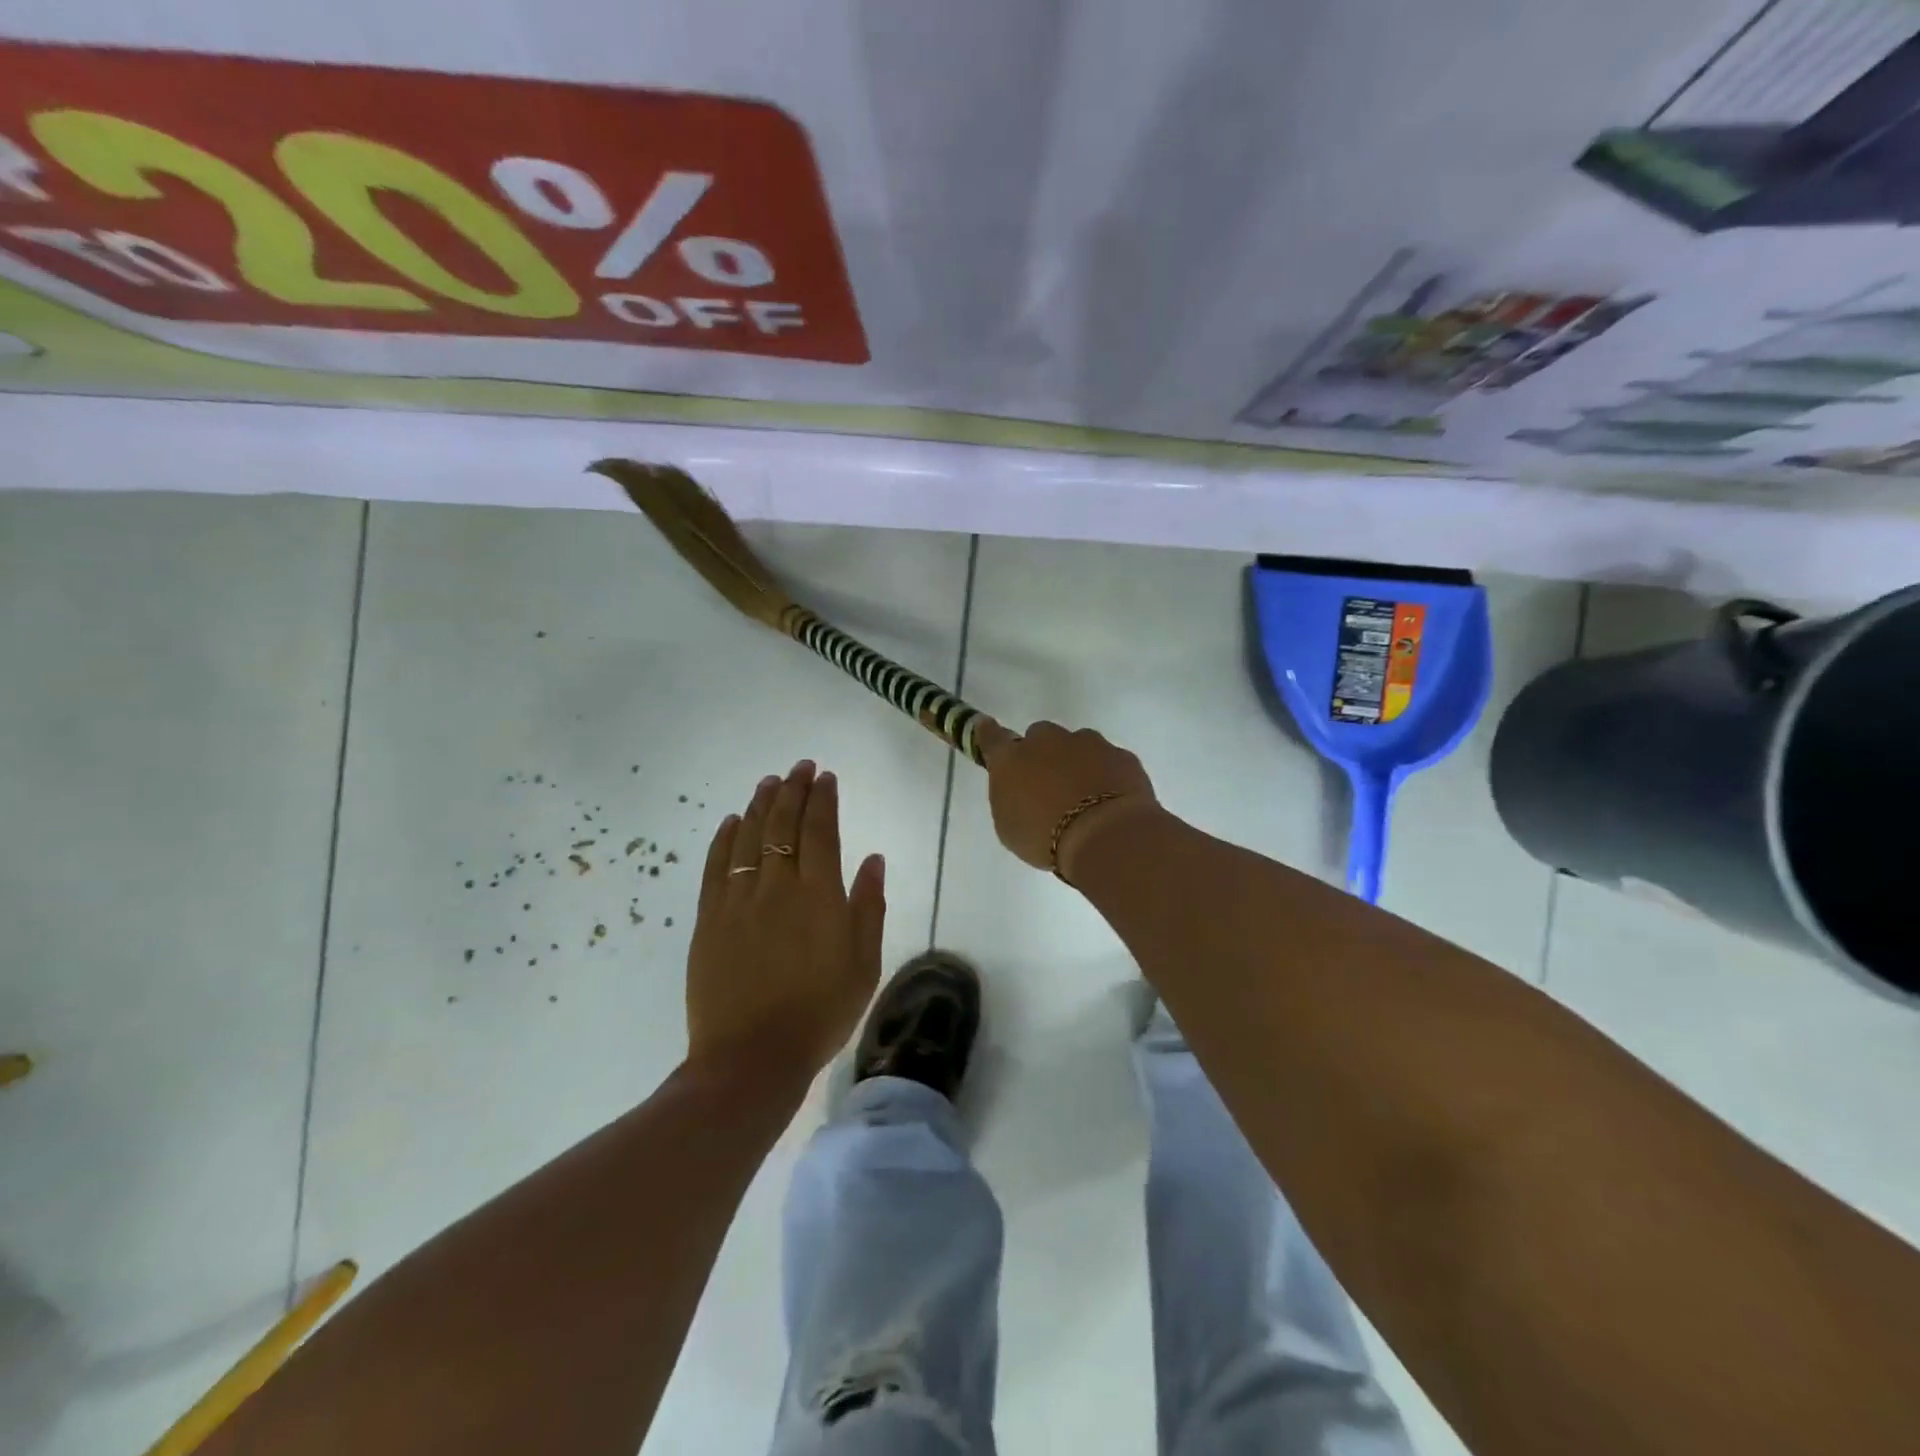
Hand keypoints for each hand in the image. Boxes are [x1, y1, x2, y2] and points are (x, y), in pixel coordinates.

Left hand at [685, 761, 885, 1083]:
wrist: (752, 1057)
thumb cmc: (820, 1013)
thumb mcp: (864, 964)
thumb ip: (869, 907)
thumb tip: (872, 859)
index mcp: (819, 895)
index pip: (820, 831)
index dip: (823, 799)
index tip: (825, 777)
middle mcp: (777, 886)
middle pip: (783, 824)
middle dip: (793, 790)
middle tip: (799, 767)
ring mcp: (738, 899)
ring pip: (749, 837)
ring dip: (761, 805)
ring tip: (769, 782)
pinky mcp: (709, 918)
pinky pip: (716, 866)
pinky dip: (725, 838)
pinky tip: (732, 821)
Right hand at [975, 720, 1158, 879]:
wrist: (1105, 836)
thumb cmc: (1044, 838)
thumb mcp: (1009, 827)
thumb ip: (1009, 798)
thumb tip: (1017, 787)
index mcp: (1011, 759)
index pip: (992, 737)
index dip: (988, 732)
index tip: (985, 727)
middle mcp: (1047, 741)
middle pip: (1040, 736)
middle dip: (1043, 754)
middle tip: (1049, 784)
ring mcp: (1088, 743)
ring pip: (1078, 744)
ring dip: (1077, 762)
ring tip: (1086, 797)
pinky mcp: (1121, 755)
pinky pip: (1109, 760)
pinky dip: (1107, 775)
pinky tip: (1111, 801)